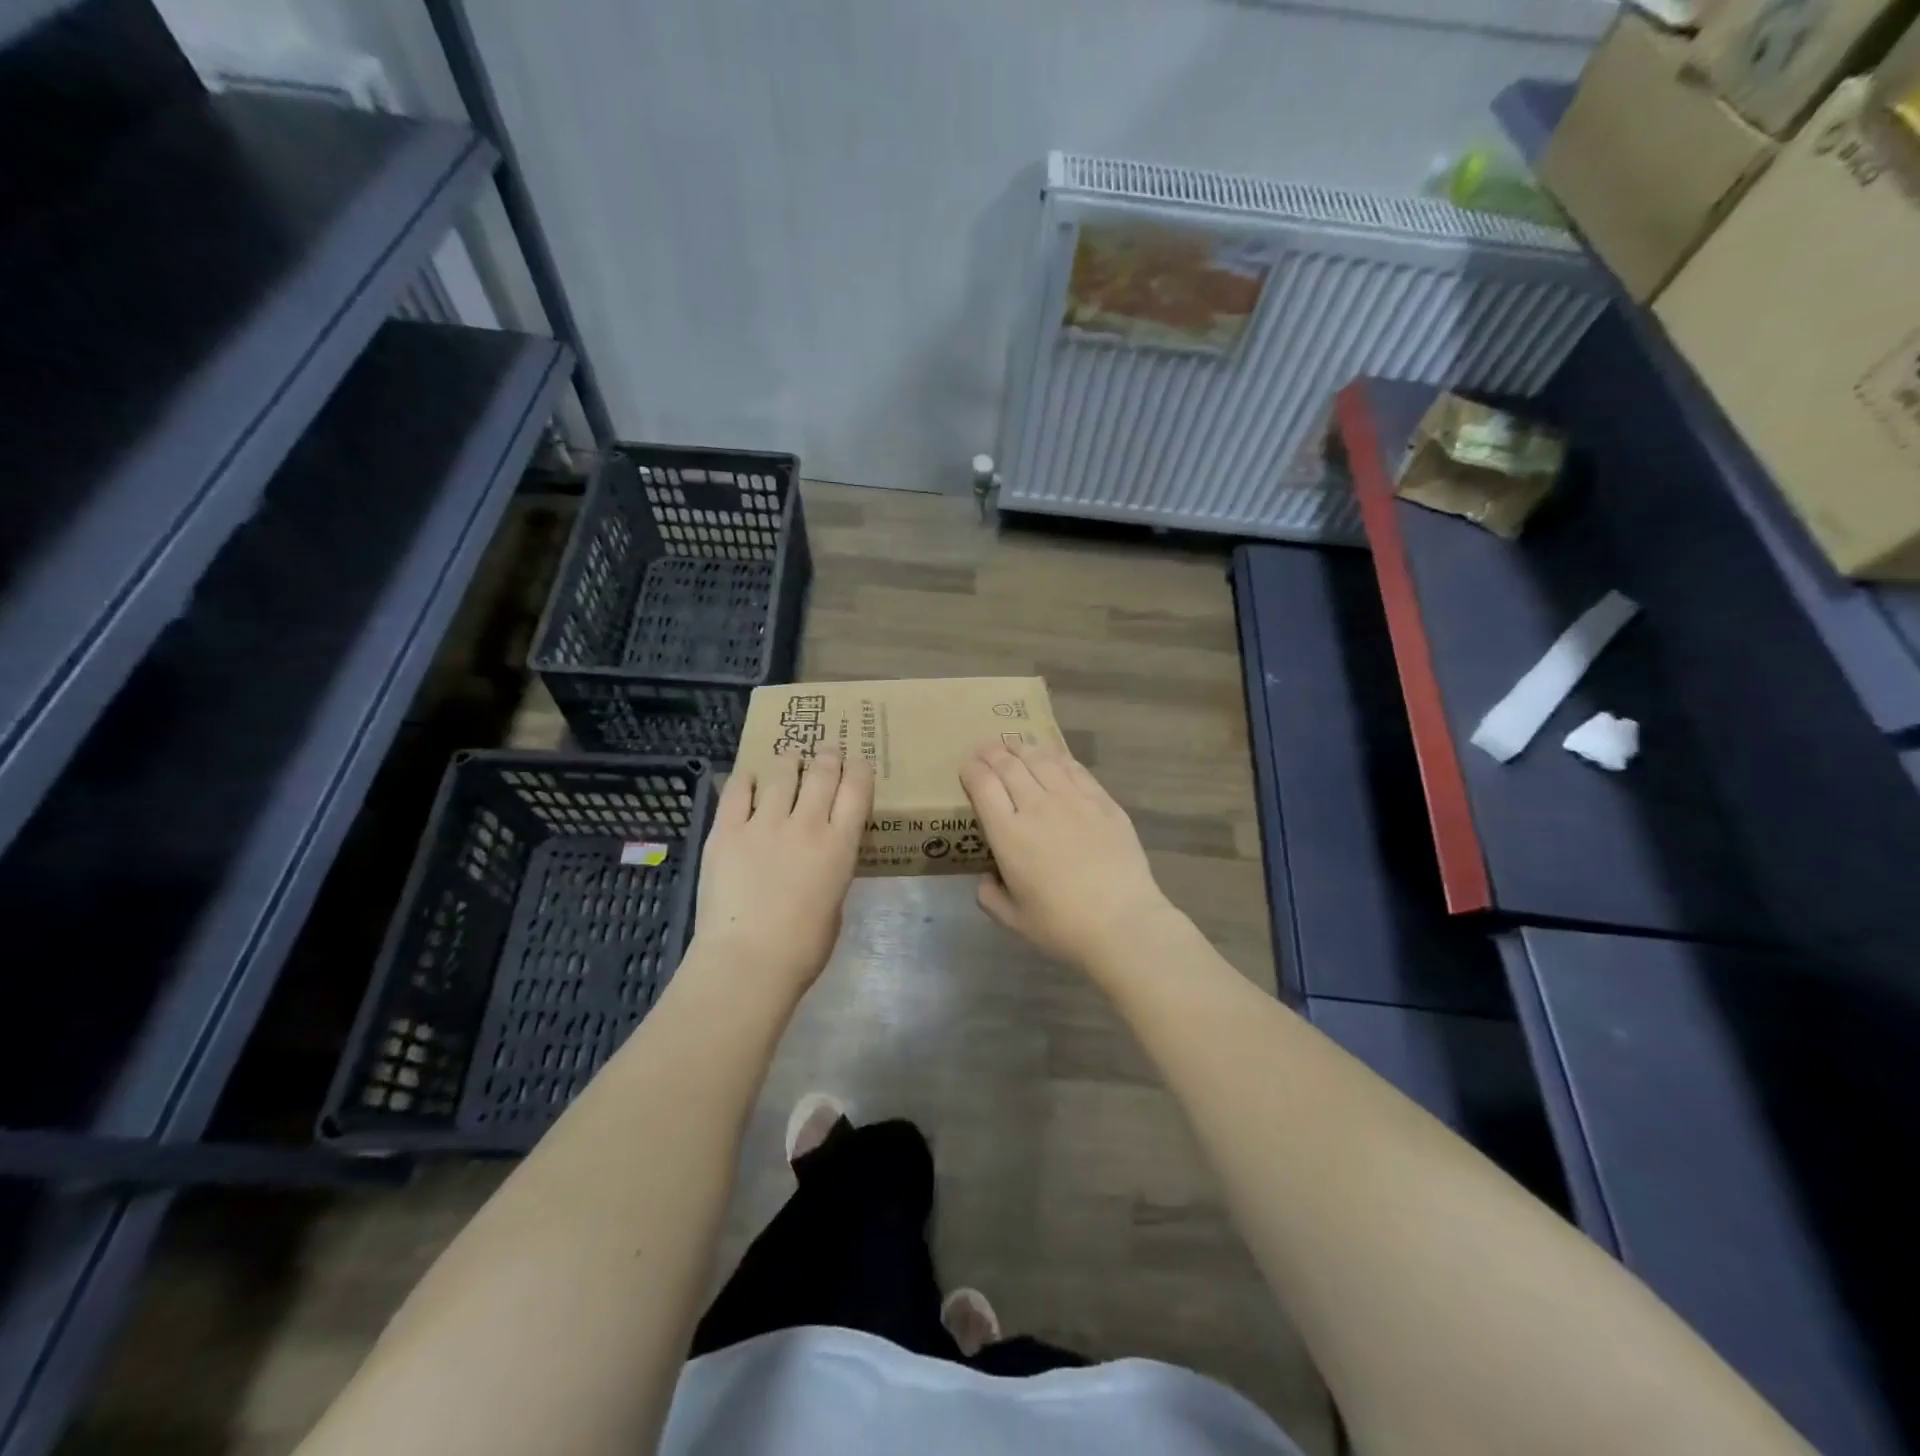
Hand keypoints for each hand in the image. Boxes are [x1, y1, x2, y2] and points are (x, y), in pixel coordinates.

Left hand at [691, 750, 872, 996]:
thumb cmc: (802, 948)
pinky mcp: (726, 831)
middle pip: (821, 772)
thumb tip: (822, 855)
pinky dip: (746, 779)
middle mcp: (805, 824)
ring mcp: (763, 824)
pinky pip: (737, 791)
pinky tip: (748, 777)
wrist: (747, 961)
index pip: (856, 789)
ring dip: (788, 761)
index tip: (858, 762)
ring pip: (780, 772)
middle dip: (827, 756)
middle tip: (826, 751)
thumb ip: (832, 869)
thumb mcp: (835, 903)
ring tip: (788, 760)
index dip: (859, 769)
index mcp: (839, 845)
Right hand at [959, 738, 1179, 971]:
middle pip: (1009, 765)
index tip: (966, 765)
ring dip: (1022, 747)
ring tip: (1015, 744)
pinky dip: (1056, 756)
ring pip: (1041, 759)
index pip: (983, 785)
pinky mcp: (1102, 801)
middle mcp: (1037, 806)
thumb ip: (990, 897)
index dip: (971, 769)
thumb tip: (987, 879)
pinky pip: (1074, 768)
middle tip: (985, 748)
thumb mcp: (1013, 920)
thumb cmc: (1061, 926)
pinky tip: (1052, 755)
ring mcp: (1072, 799)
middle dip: (992, 752)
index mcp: (1008, 834)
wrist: (1122, 922)